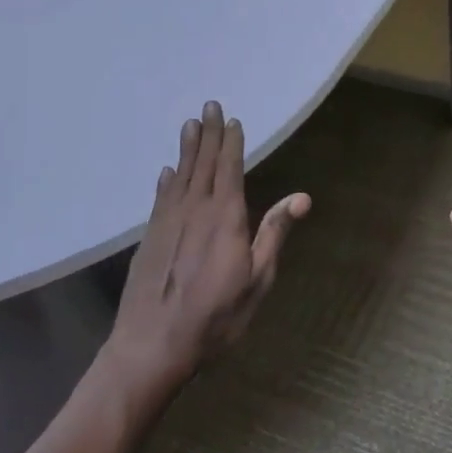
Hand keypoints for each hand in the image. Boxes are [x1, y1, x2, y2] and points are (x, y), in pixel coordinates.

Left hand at [105, 102, 309, 391]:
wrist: (151, 347)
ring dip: (186, 149)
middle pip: (204, 164)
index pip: (230, 169)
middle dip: (208, 134)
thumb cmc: (215, 317)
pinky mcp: (149, 239)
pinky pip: (160, 199)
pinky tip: (166, 171)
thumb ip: (274, 234)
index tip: (231, 119)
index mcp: (225, 218)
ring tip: (189, 125)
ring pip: (180, 176)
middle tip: (208, 105)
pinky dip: (166, 181)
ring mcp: (168, 223)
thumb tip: (302, 197)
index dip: (231, 143)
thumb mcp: (257, 280)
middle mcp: (195, 211)